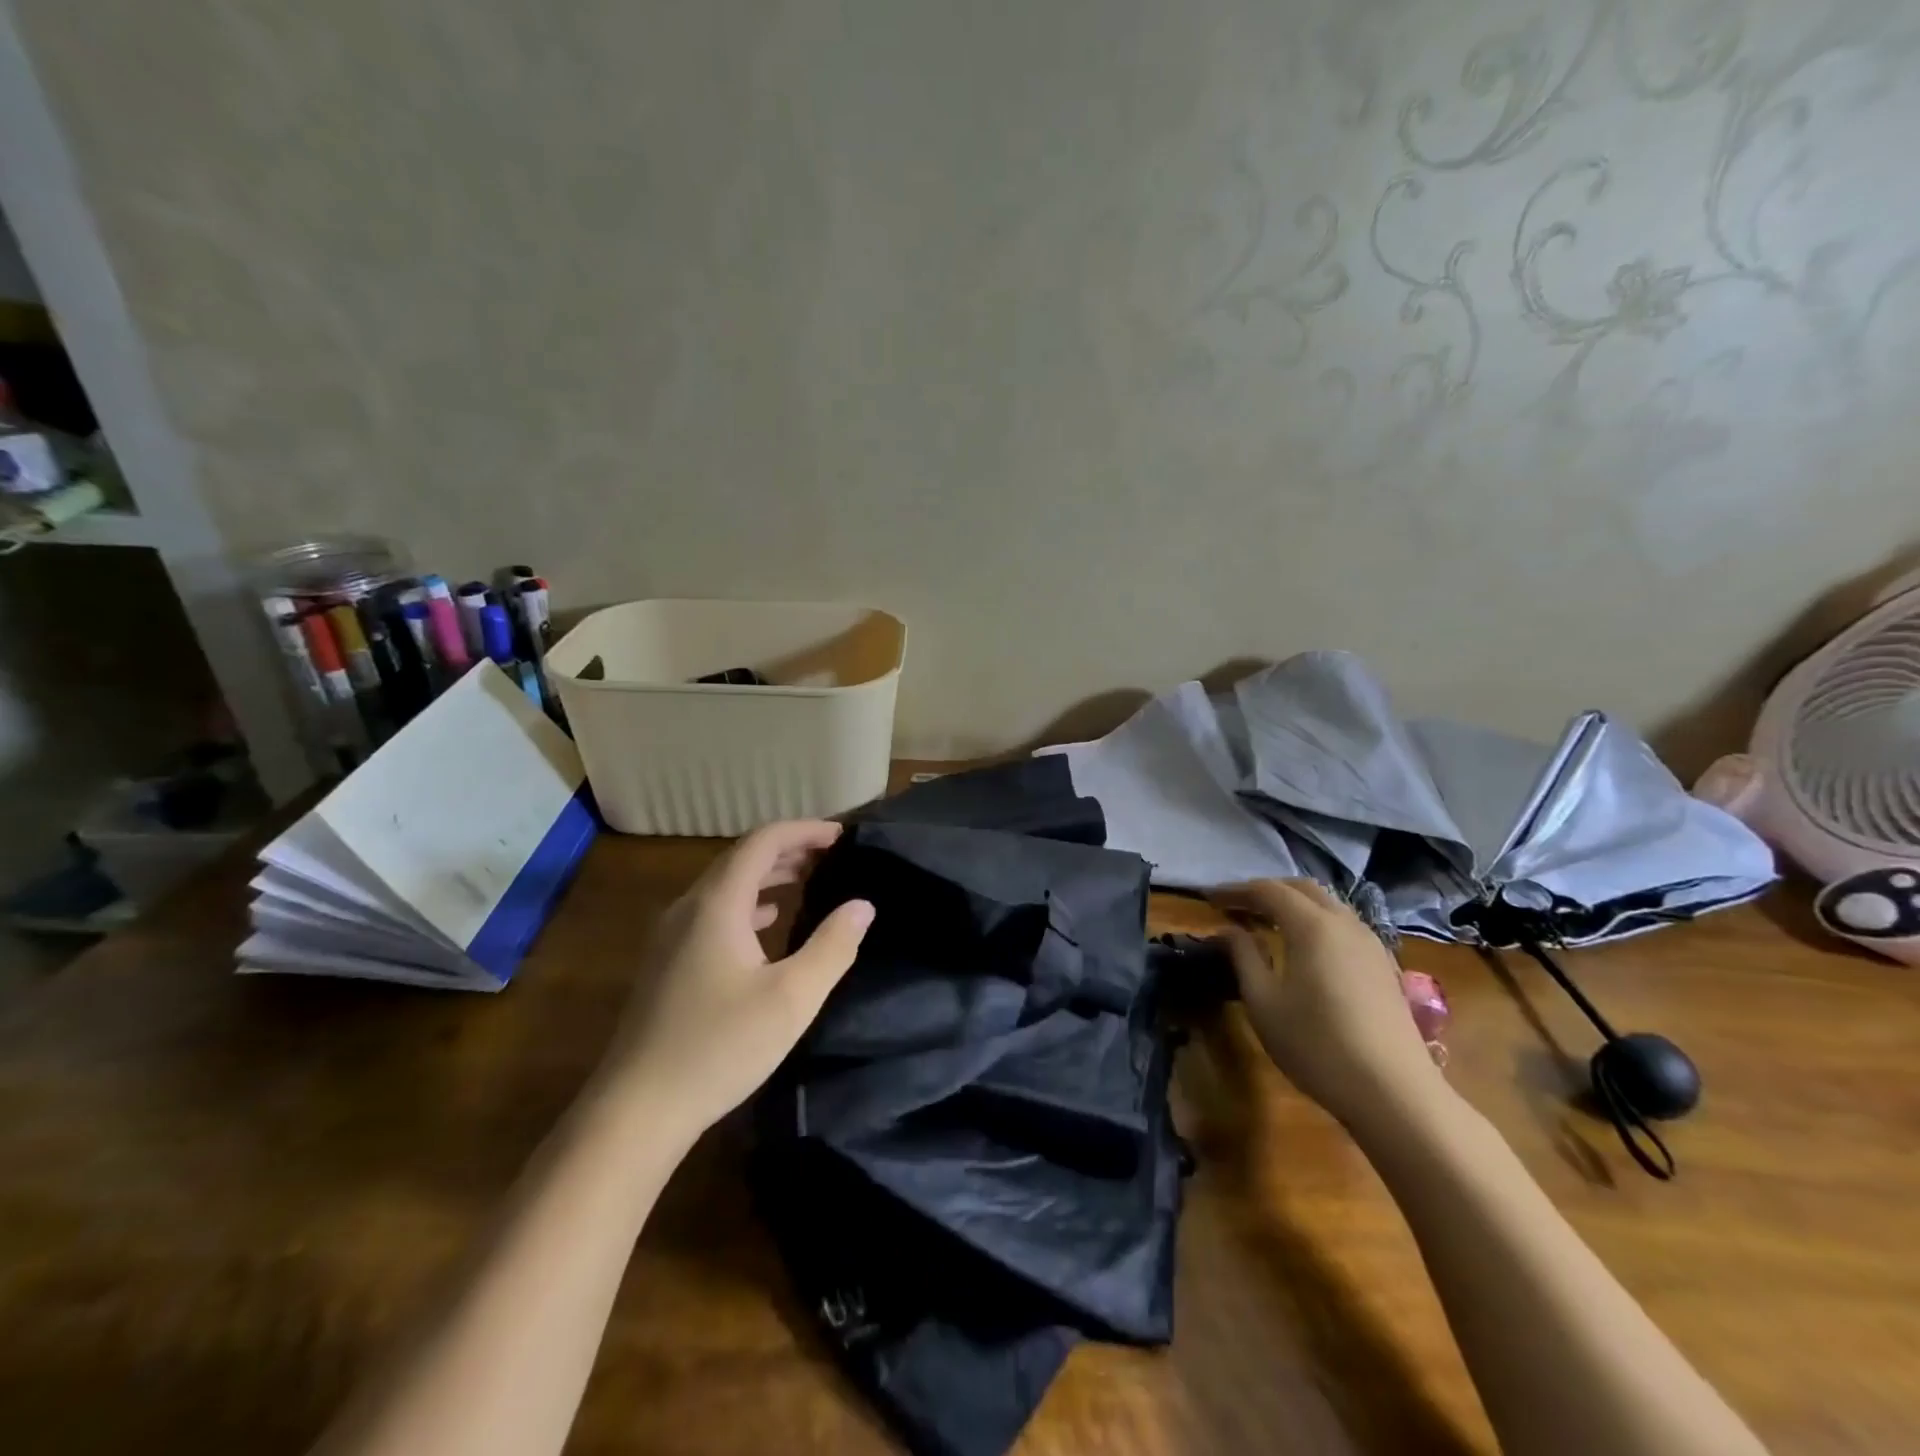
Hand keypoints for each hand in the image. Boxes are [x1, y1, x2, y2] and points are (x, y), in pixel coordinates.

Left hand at [607, 821, 873, 1136]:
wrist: (636, 1110)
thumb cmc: (718, 1048)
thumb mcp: (791, 999)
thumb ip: (832, 947)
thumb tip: (862, 905)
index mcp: (716, 904)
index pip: (763, 841)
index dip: (805, 831)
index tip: (842, 836)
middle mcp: (689, 908)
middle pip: (742, 858)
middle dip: (789, 849)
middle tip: (833, 857)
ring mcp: (671, 935)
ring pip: (726, 886)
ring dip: (768, 875)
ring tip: (809, 880)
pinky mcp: (667, 962)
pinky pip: (714, 911)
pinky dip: (748, 903)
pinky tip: (769, 923)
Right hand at [1210, 879, 1446, 1129]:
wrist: (1395, 1093)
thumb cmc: (1317, 1045)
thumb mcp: (1263, 1002)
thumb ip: (1244, 957)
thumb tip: (1230, 930)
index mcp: (1311, 925)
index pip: (1267, 890)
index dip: (1235, 890)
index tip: (1209, 898)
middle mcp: (1344, 923)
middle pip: (1301, 888)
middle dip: (1266, 890)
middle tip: (1237, 906)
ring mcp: (1371, 943)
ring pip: (1328, 904)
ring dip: (1294, 904)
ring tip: (1267, 923)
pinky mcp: (1385, 966)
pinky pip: (1344, 925)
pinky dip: (1316, 922)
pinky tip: (1305, 948)